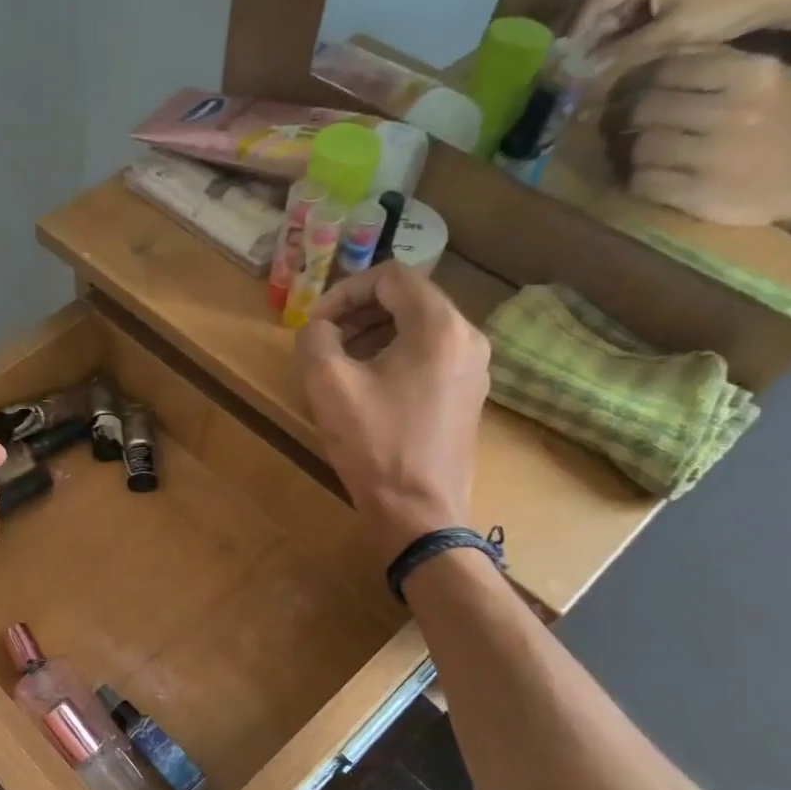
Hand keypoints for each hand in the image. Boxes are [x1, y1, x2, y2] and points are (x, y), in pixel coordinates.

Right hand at [297, 265, 489, 556]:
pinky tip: (368, 389)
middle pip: (409, 300)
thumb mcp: (328, 385)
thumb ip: (315, 339)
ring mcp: (474, 369)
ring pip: (419, 329)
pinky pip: (430, 358)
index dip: (345, 291)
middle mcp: (467, 338)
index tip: (316, 322)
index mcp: (439, 326)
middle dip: (359, 313)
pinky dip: (396, 358)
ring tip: (341, 365)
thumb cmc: (374, 445)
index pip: (390, 277)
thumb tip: (320, 328)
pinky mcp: (468, 397)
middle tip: (324, 341)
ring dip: (375, 336)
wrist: (419, 512)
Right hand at [575, 0, 785, 79]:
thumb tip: (582, 74)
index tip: (562, 61)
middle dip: (586, 40)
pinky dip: (618, 42)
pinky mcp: (666, 1)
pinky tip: (612, 63)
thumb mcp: (667, 34)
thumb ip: (621, 53)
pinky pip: (630, 23)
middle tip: (572, 71)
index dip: (575, 31)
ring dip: (601, 44)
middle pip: (602, 10)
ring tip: (589, 72)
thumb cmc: (720, 8)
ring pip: (614, 19)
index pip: (594, 1)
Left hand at [620, 49, 790, 227]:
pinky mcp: (697, 192)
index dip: (643, 84)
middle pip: (647, 110)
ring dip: (632, 154)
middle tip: (626, 128)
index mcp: (752, 75)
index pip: (671, 69)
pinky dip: (636, 181)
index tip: (635, 93)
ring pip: (641, 147)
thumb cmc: (784, 125)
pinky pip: (643, 182)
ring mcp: (713, 155)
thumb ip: (714, 70)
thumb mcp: (762, 83)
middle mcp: (732, 111)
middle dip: (630, 120)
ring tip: (638, 156)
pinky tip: (645, 179)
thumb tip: (655, 63)